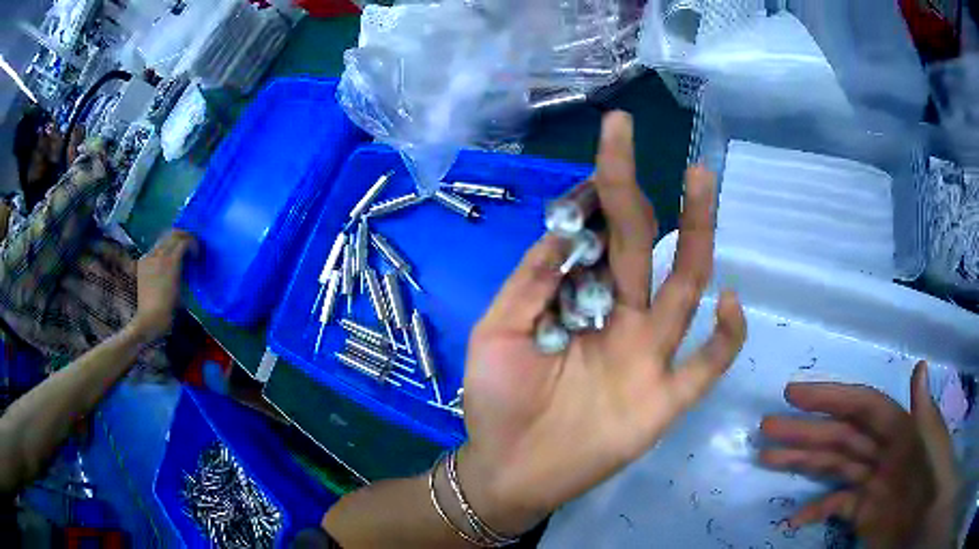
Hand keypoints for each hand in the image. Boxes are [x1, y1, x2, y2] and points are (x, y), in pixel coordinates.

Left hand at [130, 230, 196, 341]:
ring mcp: (149, 257)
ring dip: (172, 242)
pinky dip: (162, 250)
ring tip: (177, 253)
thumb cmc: (169, 309)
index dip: (193, 243)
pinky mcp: (142, 262)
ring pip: (163, 240)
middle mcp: (159, 254)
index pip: (184, 241)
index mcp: (171, 261)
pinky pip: (155, 249)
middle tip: (190, 245)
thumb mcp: (182, 288)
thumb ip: (184, 269)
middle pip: (173, 234)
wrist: (149, 319)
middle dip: (183, 237)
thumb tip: (188, 261)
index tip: (197, 253)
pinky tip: (164, 262)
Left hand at [457, 112, 747, 534]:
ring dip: (697, 234)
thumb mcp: (498, 330)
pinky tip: (727, 301)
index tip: (604, 143)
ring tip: (700, 180)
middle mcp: (622, 317)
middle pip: (642, 244)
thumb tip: (561, 228)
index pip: (598, 234)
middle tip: (631, 135)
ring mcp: (650, 357)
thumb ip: (530, 281)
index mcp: (581, 300)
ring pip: (684, 287)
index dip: (599, 191)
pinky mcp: (666, 400)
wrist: (508, 469)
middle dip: (638, 189)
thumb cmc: (497, 401)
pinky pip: (707, 365)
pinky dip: (725, 336)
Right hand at [760, 361, 959, 548]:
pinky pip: (833, 507)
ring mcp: (870, 483)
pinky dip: (813, 510)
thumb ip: (925, 414)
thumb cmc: (935, 481)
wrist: (924, 522)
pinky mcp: (861, 513)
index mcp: (900, 430)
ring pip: (832, 467)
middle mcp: (882, 451)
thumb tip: (918, 366)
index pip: (861, 407)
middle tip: (766, 428)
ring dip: (800, 463)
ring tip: (767, 457)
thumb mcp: (934, 450)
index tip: (794, 394)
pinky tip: (794, 518)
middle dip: (804, 431)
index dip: (830, 398)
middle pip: (839, 437)